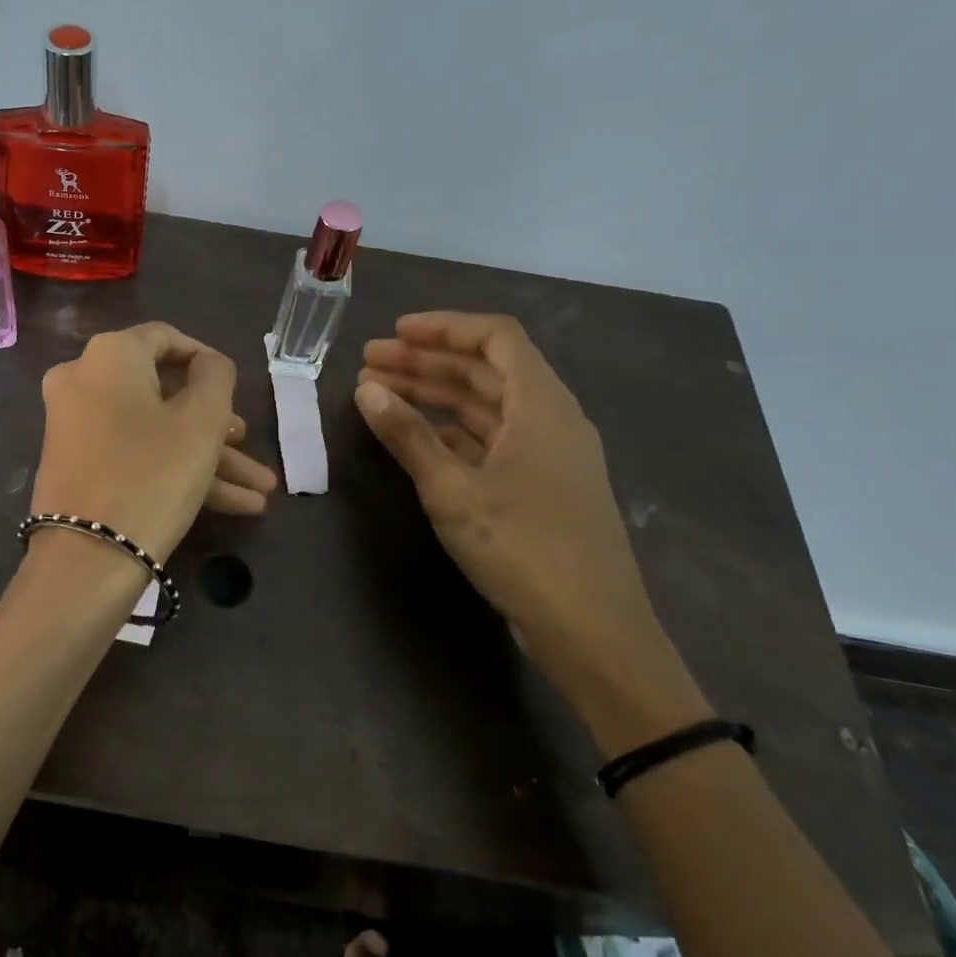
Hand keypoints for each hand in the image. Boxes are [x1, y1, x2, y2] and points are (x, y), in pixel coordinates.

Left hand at [33, 323, 277, 561]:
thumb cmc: (153, 474)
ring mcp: (76, 425)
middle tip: (249, 446)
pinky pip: (134, 453)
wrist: (87, 559)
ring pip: (154, 430)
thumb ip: (216, 377)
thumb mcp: (201, 421)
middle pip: (163, 393)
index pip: (166, 338)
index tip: (237, 390)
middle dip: (216, 425)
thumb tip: (208, 364)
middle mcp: (83, 380)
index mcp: (109, 355)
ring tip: (259, 491)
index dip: (208, 361)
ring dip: (207, 457)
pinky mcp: (77, 465)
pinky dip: (176, 470)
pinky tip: (233, 505)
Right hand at [355, 313, 698, 731]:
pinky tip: (413, 437)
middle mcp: (549, 420)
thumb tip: (366, 389)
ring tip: (379, 394)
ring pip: (485, 407)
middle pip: (486, 371)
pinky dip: (450, 431)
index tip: (394, 333)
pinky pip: (489, 440)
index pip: (495, 338)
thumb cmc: (522, 547)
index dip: (443, 327)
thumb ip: (408, 435)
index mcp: (541, 405)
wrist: (589, 629)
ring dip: (434, 396)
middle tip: (369, 364)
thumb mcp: (452, 488)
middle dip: (426, 362)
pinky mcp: (539, 488)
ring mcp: (546, 456)